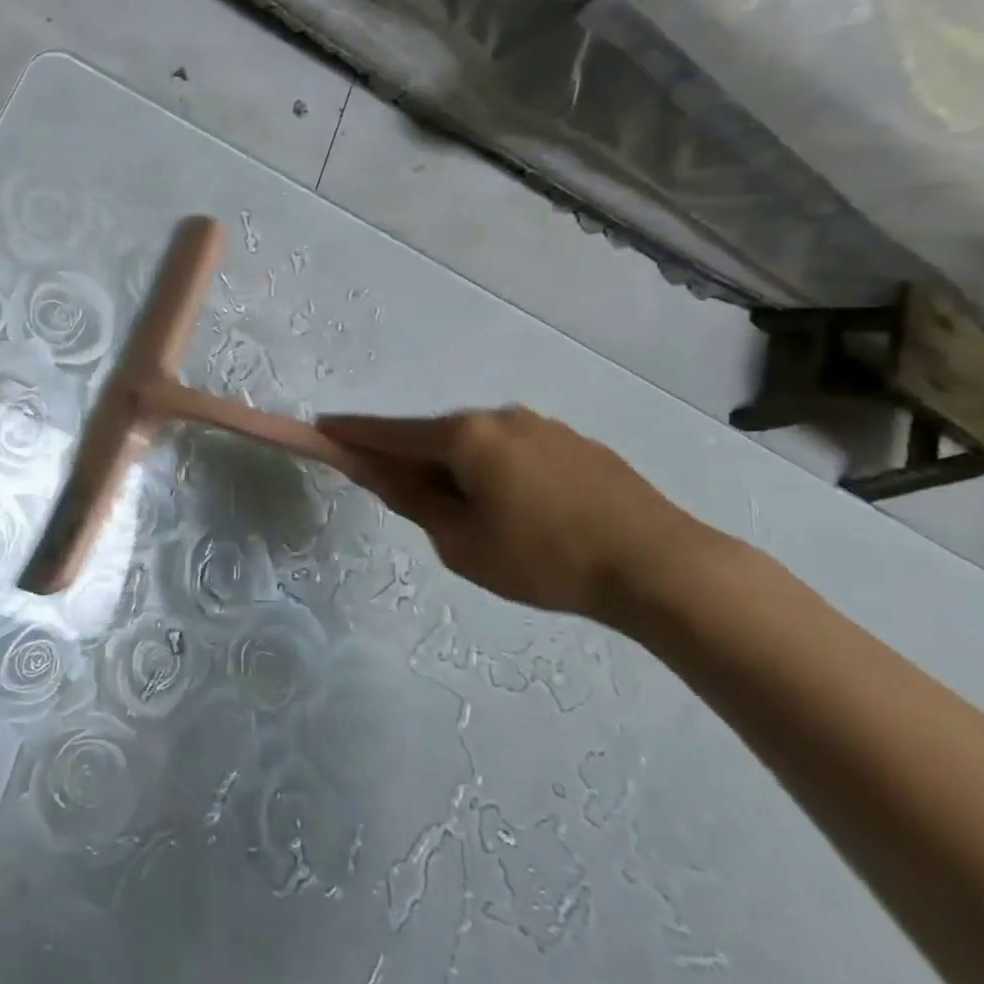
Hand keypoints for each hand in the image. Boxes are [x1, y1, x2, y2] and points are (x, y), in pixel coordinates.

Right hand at [319, 407, 726, 621]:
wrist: (661, 567)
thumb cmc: (545, 559)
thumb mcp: (462, 543)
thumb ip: (415, 501)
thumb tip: (380, 473)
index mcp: (465, 436)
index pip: (391, 432)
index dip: (352, 433)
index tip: (322, 427)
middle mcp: (499, 417)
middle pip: (436, 438)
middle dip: (417, 464)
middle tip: (421, 508)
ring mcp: (543, 426)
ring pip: (479, 446)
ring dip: (462, 471)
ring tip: (486, 523)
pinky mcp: (577, 444)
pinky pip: (517, 453)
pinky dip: (500, 473)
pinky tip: (526, 514)